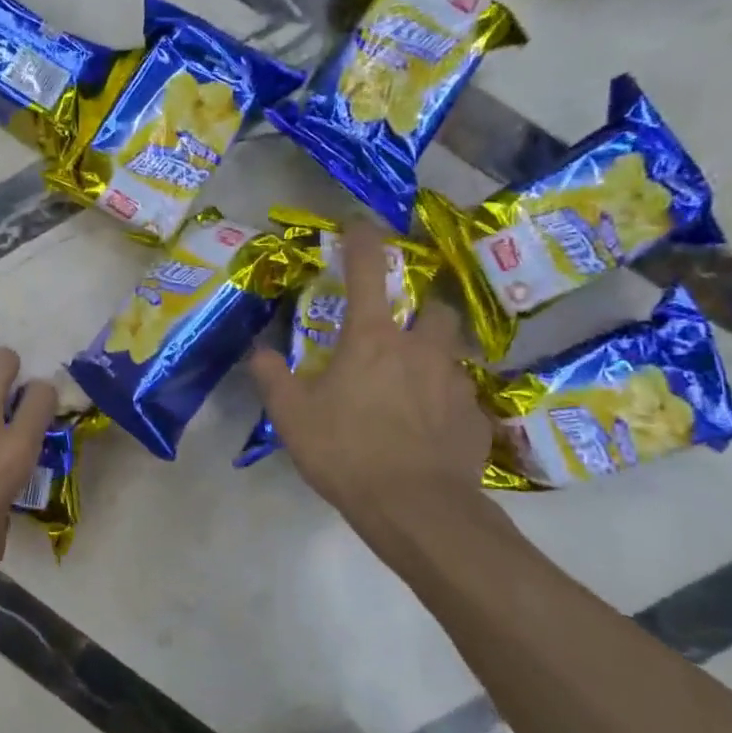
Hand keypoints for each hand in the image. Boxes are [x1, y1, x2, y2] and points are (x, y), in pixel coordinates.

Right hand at [250, 221, 491, 553]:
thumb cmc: (346, 451)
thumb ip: (272, 377)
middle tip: (397, 329)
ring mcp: (454, 381)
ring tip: (413, 381)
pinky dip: (444, 398)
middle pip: (433, 308)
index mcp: (371, 339)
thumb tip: (256, 351)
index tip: (360, 224)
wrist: (417, 508)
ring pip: (451, 350)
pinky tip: (428, 425)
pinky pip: (460, 394)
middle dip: (418, 309)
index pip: (369, 272)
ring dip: (433, 353)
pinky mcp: (475, 416)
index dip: (363, 242)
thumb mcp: (292, 416)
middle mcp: (419, 348)